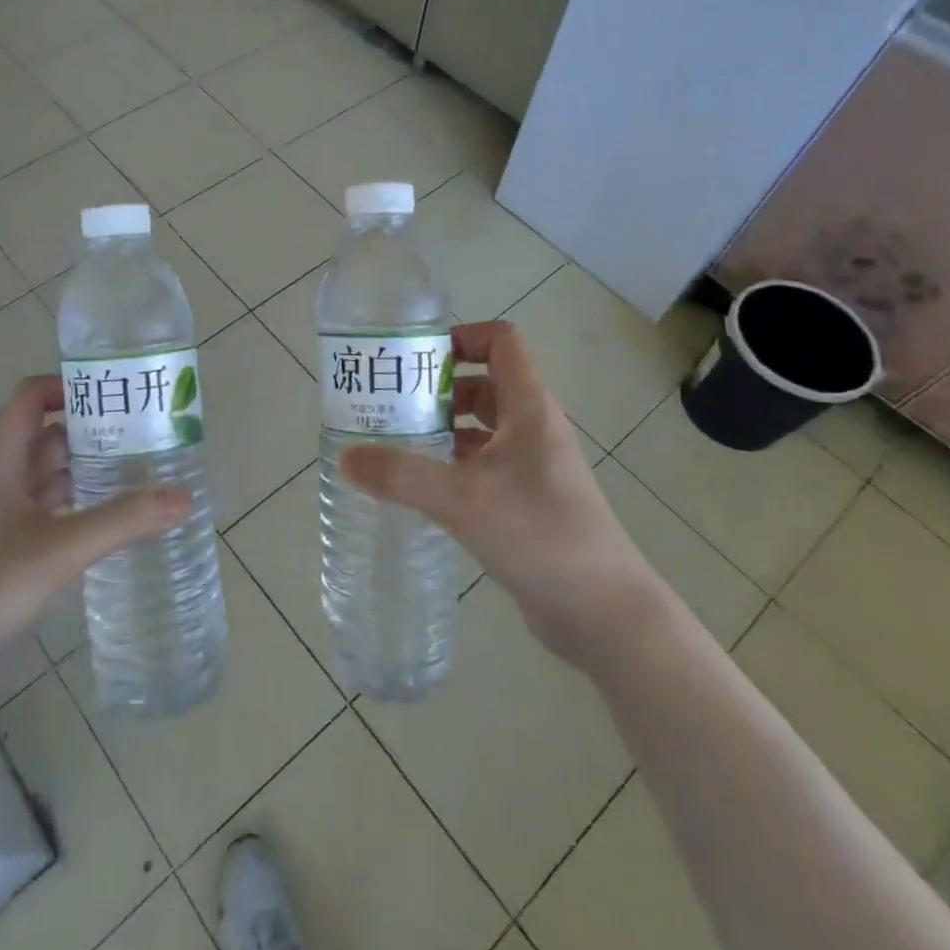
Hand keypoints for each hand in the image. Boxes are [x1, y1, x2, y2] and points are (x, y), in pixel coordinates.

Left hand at [0, 375, 187, 714]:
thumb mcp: (59, 549)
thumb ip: (123, 521)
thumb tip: (185, 497)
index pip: (28, 400)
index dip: (66, 386)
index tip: (115, 396)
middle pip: (46, 440)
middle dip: (91, 433)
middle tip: (144, 436)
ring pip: (49, 482)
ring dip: (87, 475)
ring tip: (141, 475)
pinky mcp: (5, 559)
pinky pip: (49, 521)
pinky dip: (79, 515)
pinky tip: (113, 527)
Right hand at [338, 321, 664, 668]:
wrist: (604, 613)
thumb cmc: (540, 535)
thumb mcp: (463, 500)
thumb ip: (401, 476)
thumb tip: (345, 457)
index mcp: (530, 408)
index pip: (502, 341)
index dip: (461, 337)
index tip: (416, 358)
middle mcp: (534, 428)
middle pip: (486, 383)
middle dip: (439, 387)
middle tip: (393, 402)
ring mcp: (534, 467)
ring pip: (484, 428)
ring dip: (444, 427)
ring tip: (397, 441)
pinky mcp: (528, 501)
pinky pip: (485, 465)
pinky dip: (454, 464)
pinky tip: (422, 487)